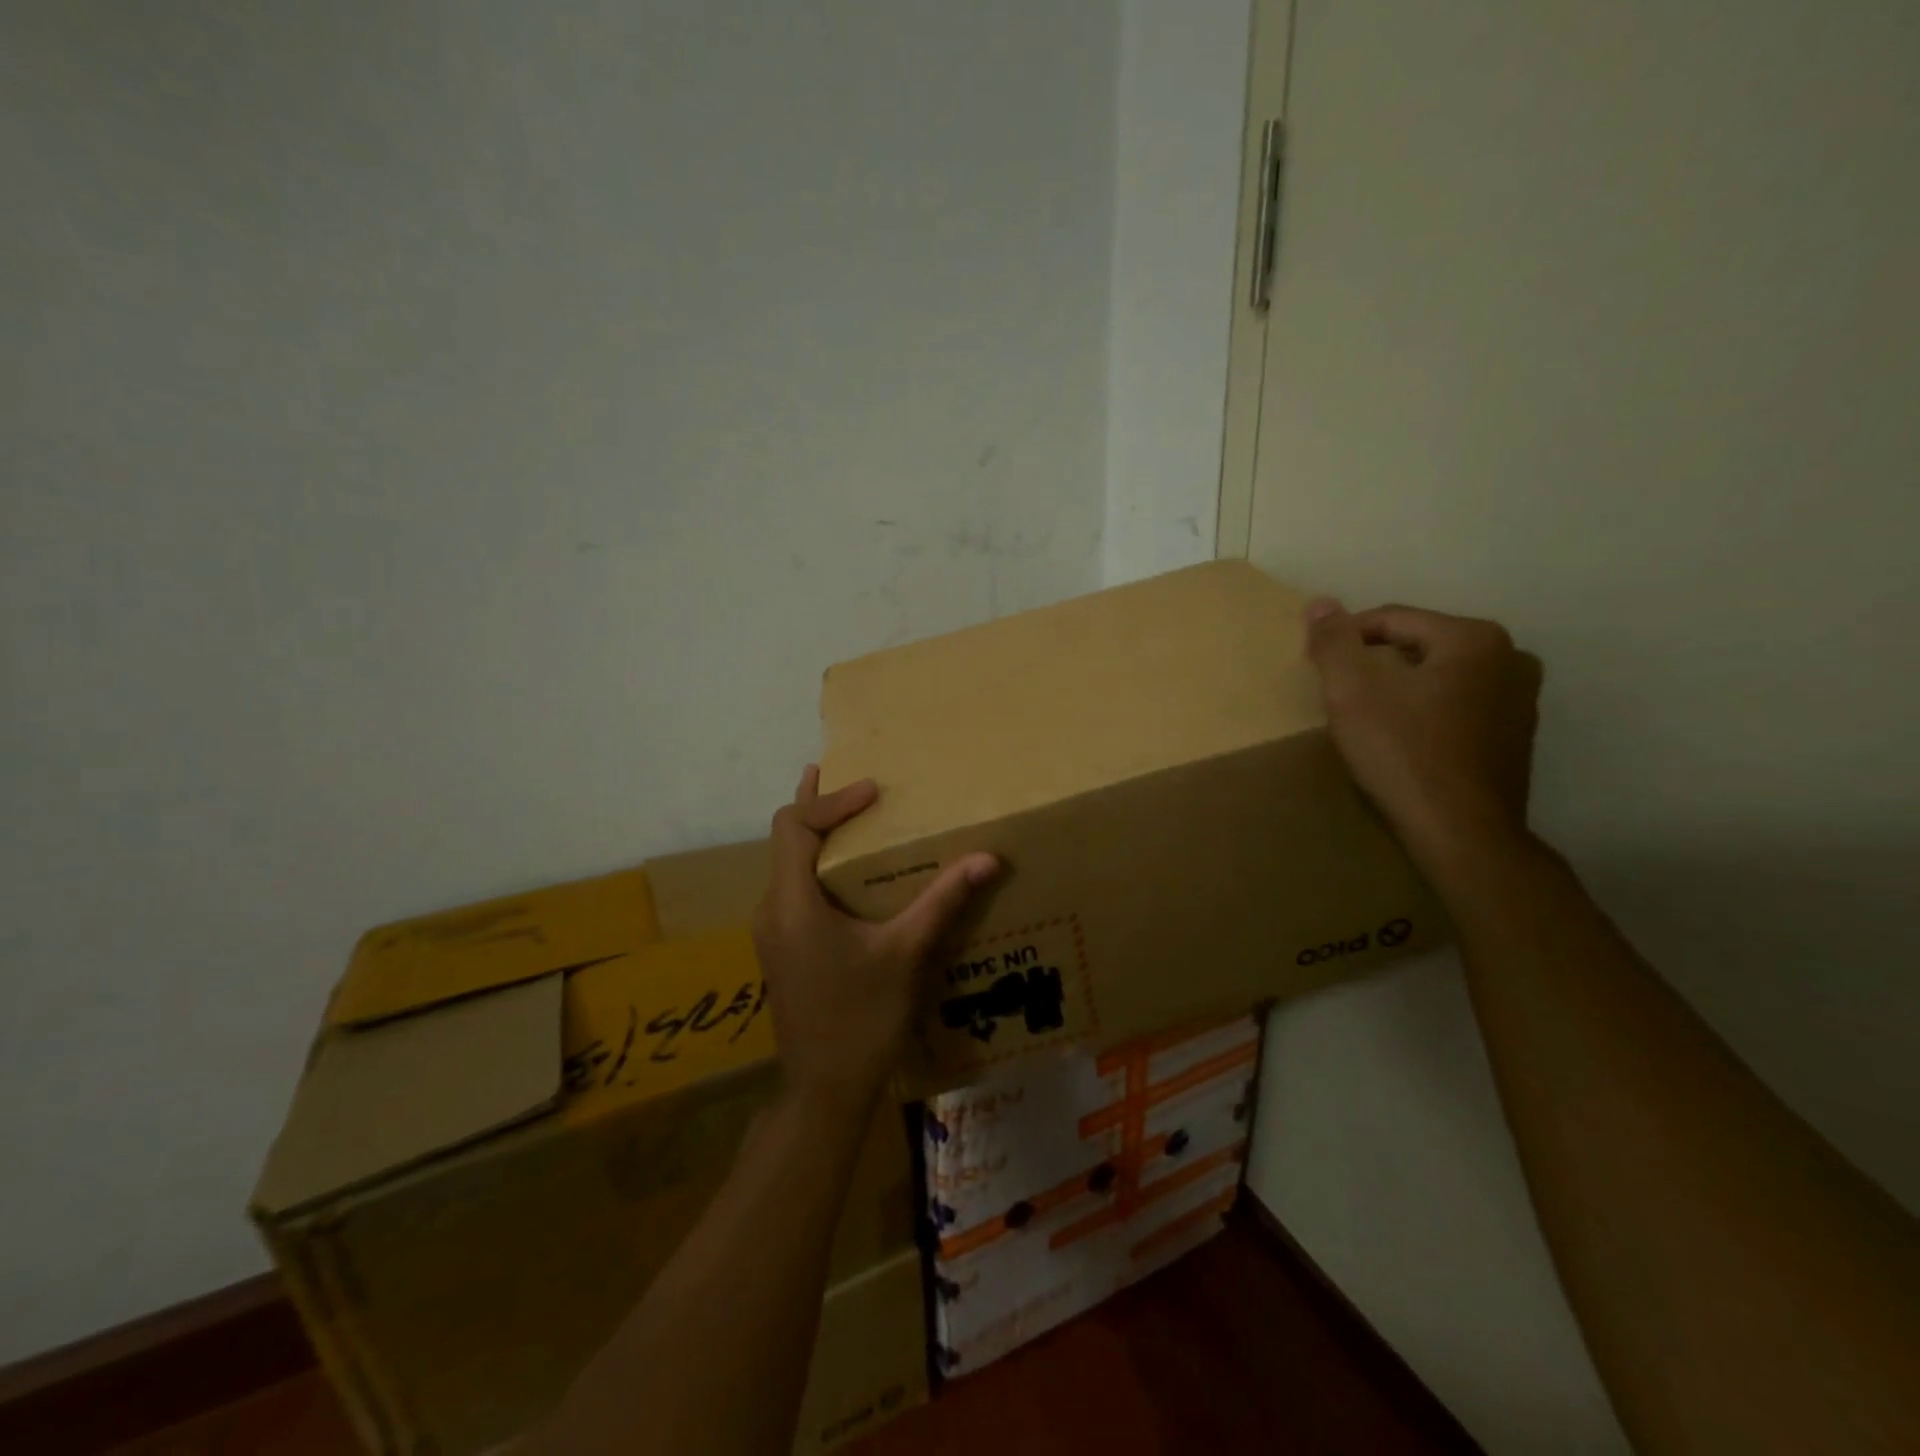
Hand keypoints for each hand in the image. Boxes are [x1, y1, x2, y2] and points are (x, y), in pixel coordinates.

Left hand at [751, 766, 997, 1107]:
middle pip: (785, 840)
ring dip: (817, 836)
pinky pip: (793, 889)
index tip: (873, 792)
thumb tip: (987, 858)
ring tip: (850, 814)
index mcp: (792, 903)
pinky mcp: (782, 948)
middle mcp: (772, 909)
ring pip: (788, 865)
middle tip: (849, 778)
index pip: (794, 827)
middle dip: (818, 806)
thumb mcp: (906, 954)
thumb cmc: (863, 1018)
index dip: (830, 800)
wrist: (824, 1090)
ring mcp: (772, 931)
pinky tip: (847, 874)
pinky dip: (817, 866)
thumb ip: (943, 900)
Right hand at [1305, 599, 1542, 875]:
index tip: (1318, 669)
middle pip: (1417, 646)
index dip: (1345, 640)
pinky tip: (1403, 740)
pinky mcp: (1514, 737)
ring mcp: (1519, 700)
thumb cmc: (1403, 753)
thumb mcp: (1352, 692)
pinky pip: (1456, 707)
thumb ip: (1333, 642)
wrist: (1460, 832)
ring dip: (1400, 688)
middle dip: (1375, 663)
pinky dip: (1425, 712)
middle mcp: (1510, 658)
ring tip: (1367, 718)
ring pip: (1438, 677)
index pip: (1391, 619)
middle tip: (1340, 695)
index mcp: (1474, 638)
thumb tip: (1320, 603)